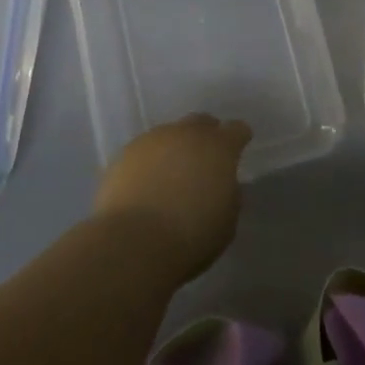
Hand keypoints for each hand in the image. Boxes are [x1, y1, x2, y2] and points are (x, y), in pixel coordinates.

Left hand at [93, 115, 251, 279]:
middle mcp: (187, 134)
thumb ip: (228, 194)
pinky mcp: (125, 153)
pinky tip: (146, 183)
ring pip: (170, 134)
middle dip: (206, 136)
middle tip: (205, 159)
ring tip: (171, 174)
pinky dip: (150, 162)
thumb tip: (222, 184)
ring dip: (175, 149)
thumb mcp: (227, 221)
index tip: (239, 148)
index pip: (237, 130)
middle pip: (201, 122)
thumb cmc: (191, 236)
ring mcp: (153, 140)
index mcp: (219, 148)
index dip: (239, 138)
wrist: (133, 242)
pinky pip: (145, 150)